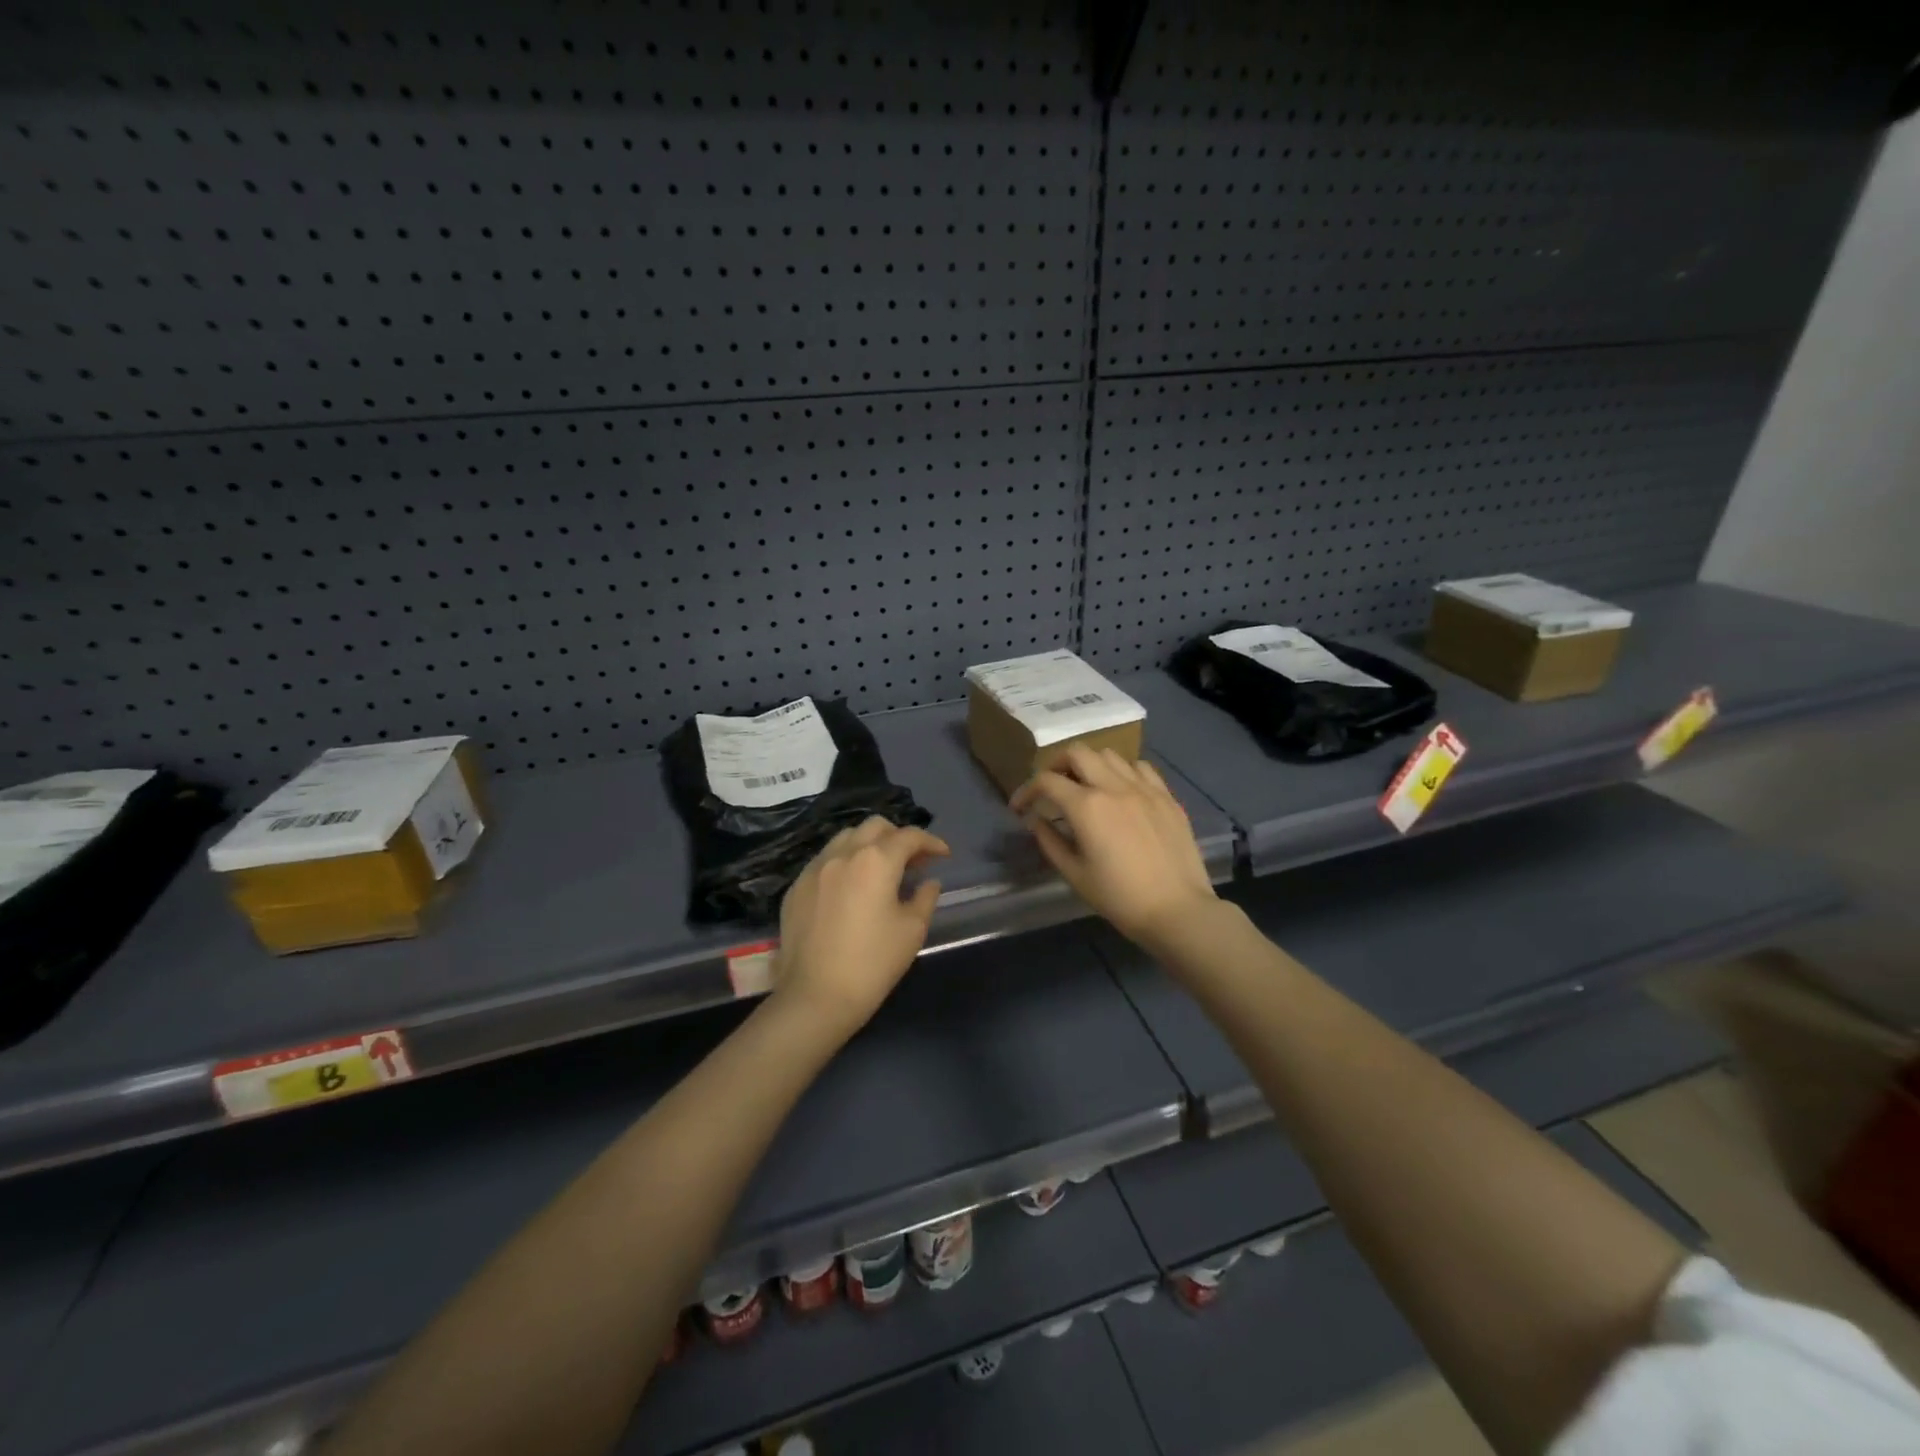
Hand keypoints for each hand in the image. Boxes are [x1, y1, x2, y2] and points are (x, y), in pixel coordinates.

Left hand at [772, 817, 950, 1037]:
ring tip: (880, 870)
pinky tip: (851, 888)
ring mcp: (815, 868)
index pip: (909, 836)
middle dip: (898, 837)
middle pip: (875, 827)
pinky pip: (825, 860)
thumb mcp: (912, 930)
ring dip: (868, 845)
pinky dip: (844, 863)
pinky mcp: (796, 887)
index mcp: (875, 860)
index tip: (943, 856)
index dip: (931, 842)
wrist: (815, 997)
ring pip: (846, 838)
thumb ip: (925, 897)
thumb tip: (928, 882)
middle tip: (913, 861)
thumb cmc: (873, 963)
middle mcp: (843, 854)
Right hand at [1011, 745, 1217, 949]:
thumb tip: (1035, 819)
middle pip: (1077, 752)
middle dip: (1056, 765)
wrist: (1177, 910)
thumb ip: (1049, 841)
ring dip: (1090, 765)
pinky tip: (1122, 791)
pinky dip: (1123, 772)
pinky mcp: (1167, 796)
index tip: (1020, 807)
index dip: (1026, 790)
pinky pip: (1140, 767)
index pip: (1046, 781)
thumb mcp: (1075, 874)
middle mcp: (1114, 786)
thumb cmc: (1119, 898)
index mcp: (1087, 806)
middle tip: (1051, 787)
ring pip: (1109, 754)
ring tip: (1087, 787)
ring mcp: (1144, 788)